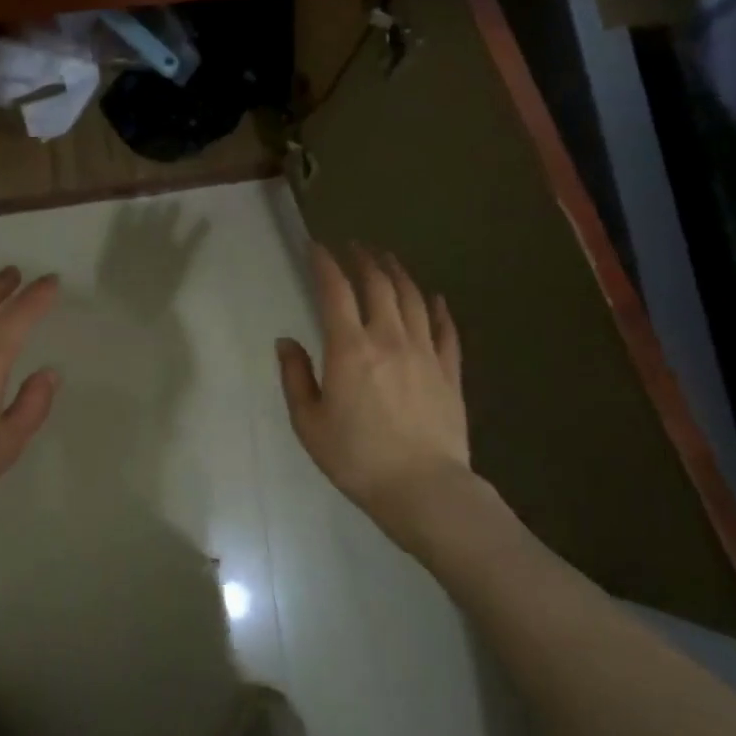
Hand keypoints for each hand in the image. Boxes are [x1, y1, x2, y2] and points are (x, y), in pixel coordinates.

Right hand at [277, 245, 489, 554]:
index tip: (317, 247)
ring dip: (398, 273)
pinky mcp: (449, 371)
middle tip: (355, 246)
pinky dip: (438, 308)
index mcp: (350, 348)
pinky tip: (434, 297)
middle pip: (378, 285)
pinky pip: (445, 329)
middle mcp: (389, 338)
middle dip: (364, 260)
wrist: (423, 488)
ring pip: (413, 299)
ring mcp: (425, 352)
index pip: (336, 292)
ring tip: (388, 259)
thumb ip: (295, 377)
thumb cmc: (356, 458)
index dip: (325, 264)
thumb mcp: (309, 423)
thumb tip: (286, 342)